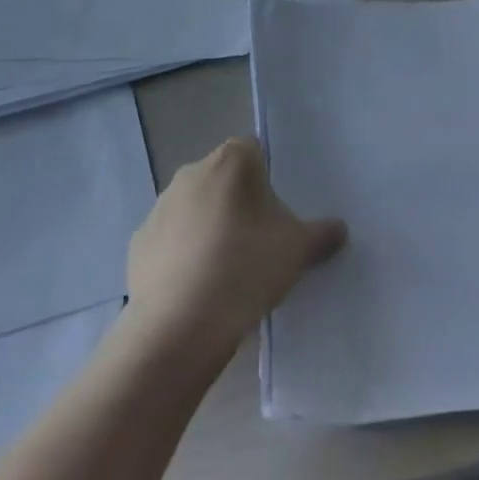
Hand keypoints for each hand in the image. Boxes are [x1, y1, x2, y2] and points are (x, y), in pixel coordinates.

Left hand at [126, 137, 345, 358]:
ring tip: (225, 272)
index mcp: (230, 161)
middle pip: (223, 179)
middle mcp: (191, 171)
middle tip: (256, 245)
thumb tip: (339, 229)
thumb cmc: (244, 270)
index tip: (275, 216)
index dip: (267, 181)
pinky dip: (182, 254)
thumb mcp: (296, 251)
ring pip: (194, 208)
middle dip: (238, 204)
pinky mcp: (139, 241)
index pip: (253, 152)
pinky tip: (196, 288)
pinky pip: (170, 239)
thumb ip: (321, 234)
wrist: (179, 327)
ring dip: (209, 228)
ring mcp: (160, 206)